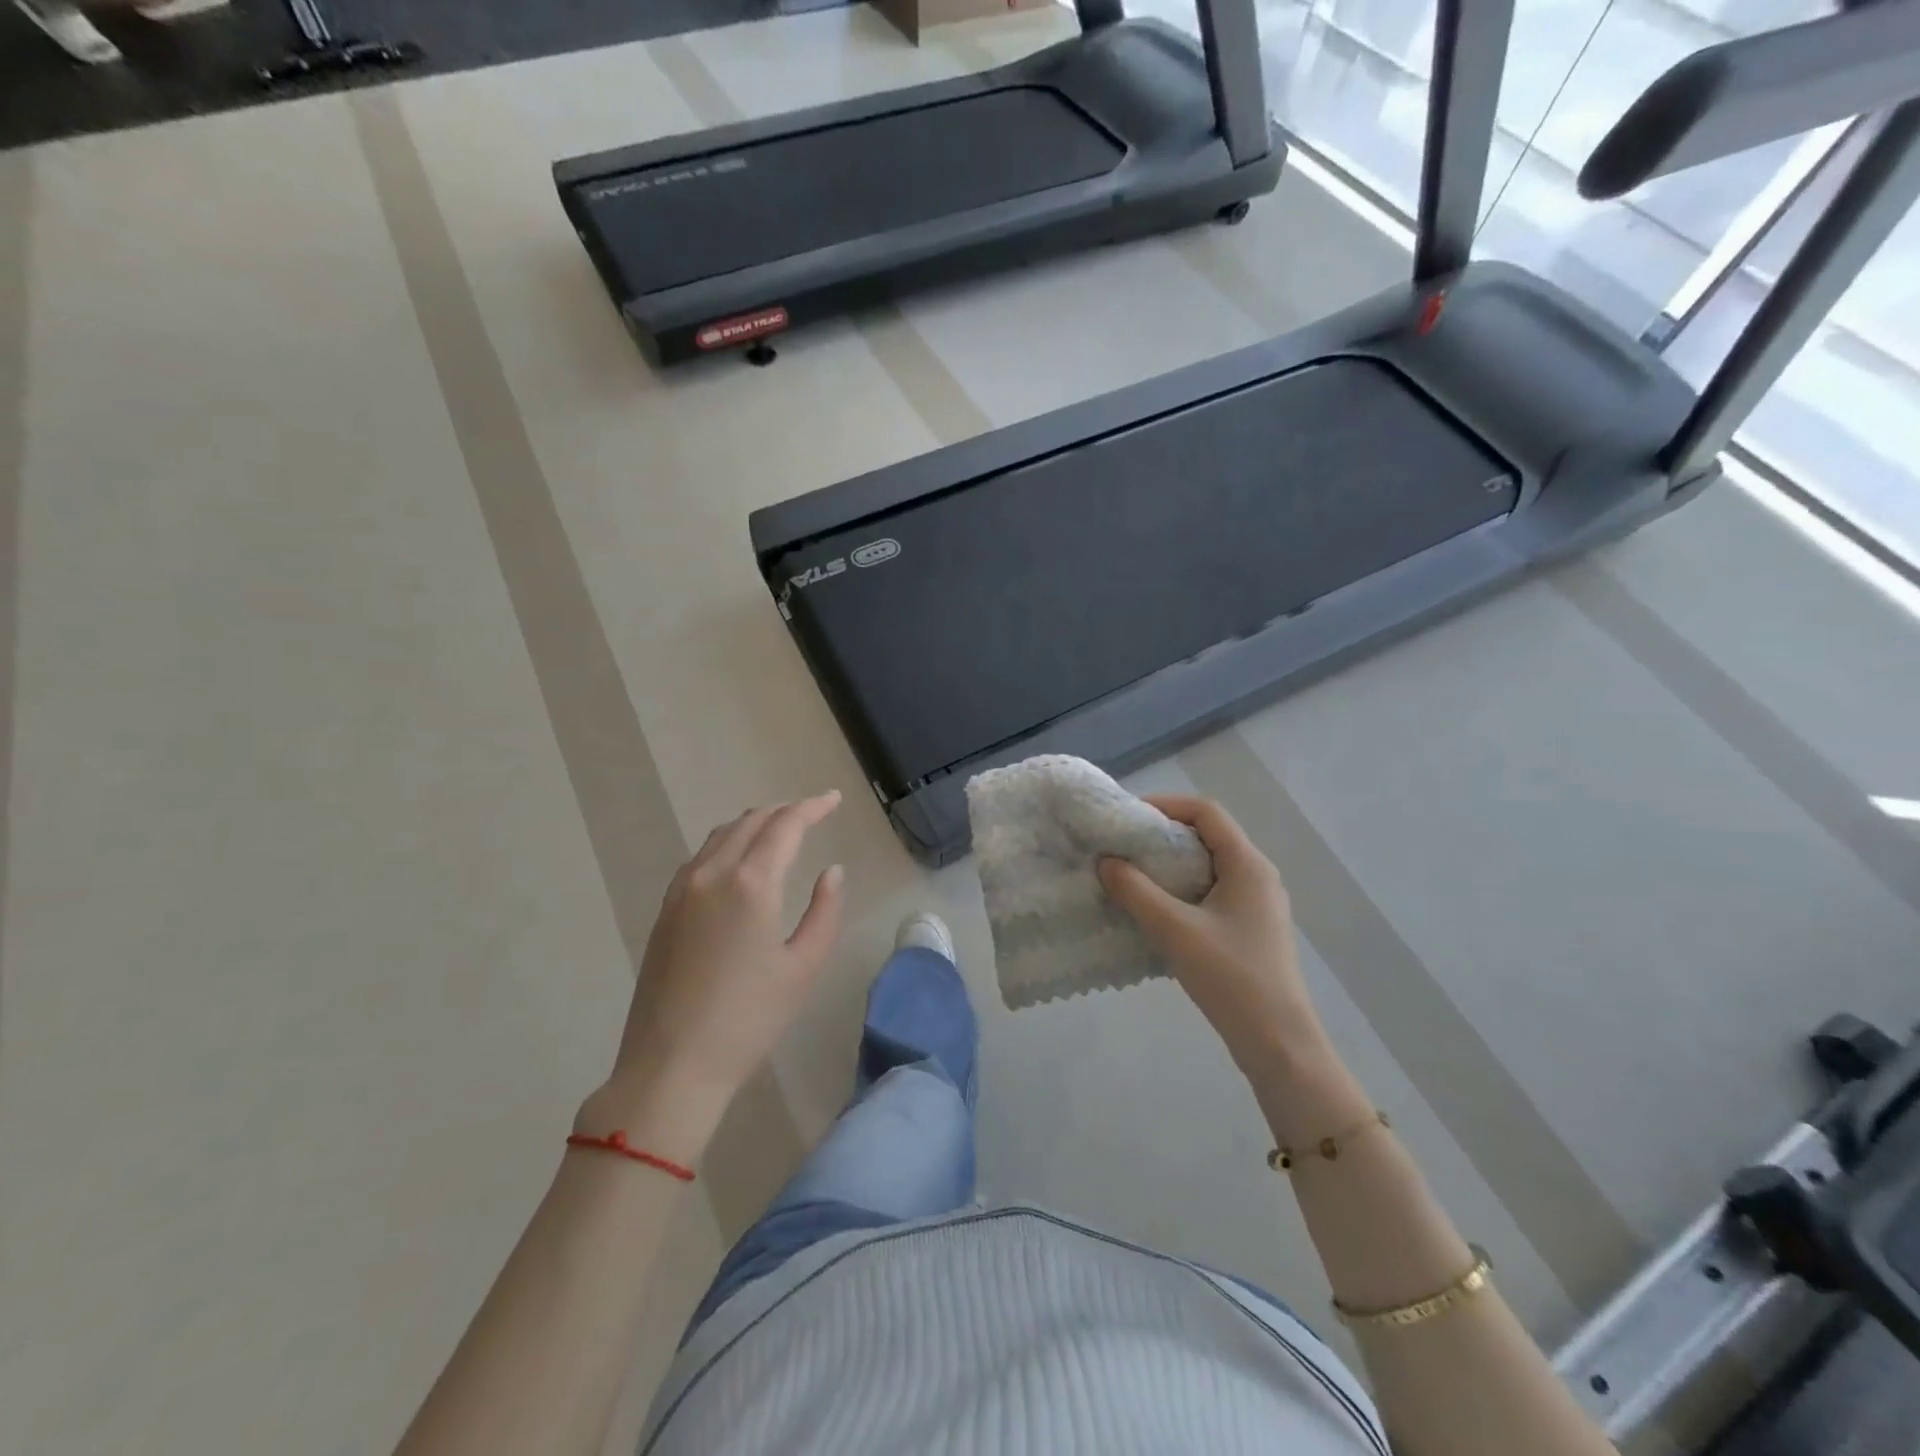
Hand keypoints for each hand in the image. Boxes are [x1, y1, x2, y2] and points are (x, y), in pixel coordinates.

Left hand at [583, 792, 846, 1159]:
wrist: (671, 1066)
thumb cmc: (748, 1019)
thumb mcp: (803, 967)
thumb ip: (825, 911)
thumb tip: (832, 871)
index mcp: (750, 883)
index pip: (785, 825)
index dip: (812, 807)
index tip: (833, 799)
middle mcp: (712, 874)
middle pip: (750, 822)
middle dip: (784, 811)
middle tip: (812, 813)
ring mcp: (681, 891)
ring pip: (721, 835)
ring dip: (753, 824)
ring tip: (779, 830)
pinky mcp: (665, 911)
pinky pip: (701, 858)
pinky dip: (727, 843)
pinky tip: (738, 861)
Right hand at [1098, 795, 1325, 1072]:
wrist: (1278, 1043)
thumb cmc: (1230, 977)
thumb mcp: (1175, 930)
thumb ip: (1136, 891)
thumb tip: (1106, 862)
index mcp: (1248, 865)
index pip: (1206, 812)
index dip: (1166, 805)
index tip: (1128, 817)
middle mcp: (1257, 875)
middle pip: (1207, 836)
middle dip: (1162, 835)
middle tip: (1123, 846)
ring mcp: (1256, 904)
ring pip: (1207, 866)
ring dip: (1169, 865)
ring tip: (1131, 875)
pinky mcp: (1250, 929)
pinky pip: (1210, 893)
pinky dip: (1180, 890)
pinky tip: (1155, 911)